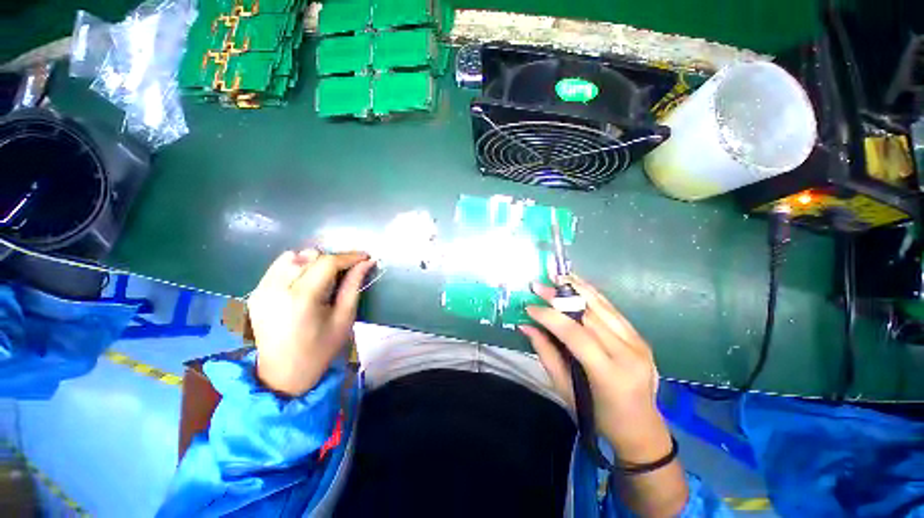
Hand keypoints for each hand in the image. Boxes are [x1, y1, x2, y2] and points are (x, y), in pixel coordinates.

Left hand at [247, 249, 375, 396]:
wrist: (283, 374)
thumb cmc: (320, 349)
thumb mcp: (344, 318)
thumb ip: (354, 285)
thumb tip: (366, 263)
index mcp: (301, 299)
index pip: (327, 263)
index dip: (349, 257)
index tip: (365, 257)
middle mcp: (277, 289)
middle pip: (309, 256)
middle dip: (332, 260)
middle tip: (346, 271)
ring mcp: (261, 290)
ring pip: (292, 257)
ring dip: (312, 261)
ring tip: (324, 277)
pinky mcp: (255, 293)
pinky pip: (278, 267)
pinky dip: (295, 267)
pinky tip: (305, 281)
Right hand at [520, 274, 672, 464]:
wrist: (641, 427)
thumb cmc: (599, 416)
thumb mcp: (565, 389)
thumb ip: (545, 353)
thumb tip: (526, 326)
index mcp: (610, 373)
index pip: (575, 334)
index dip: (549, 317)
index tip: (529, 307)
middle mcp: (629, 352)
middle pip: (589, 315)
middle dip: (559, 297)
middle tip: (538, 286)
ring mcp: (638, 342)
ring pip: (602, 306)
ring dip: (576, 288)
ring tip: (556, 276)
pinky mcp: (639, 336)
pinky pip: (611, 310)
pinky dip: (591, 294)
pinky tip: (577, 284)